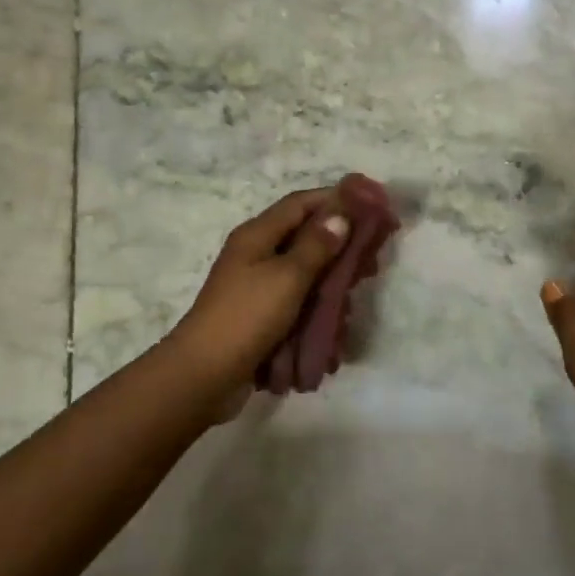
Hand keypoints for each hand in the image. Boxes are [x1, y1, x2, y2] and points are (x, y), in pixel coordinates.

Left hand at [161, 188, 350, 411]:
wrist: (203, 375)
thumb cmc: (246, 317)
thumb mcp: (287, 276)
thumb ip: (316, 245)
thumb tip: (340, 214)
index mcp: (257, 235)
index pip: (300, 203)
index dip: (335, 199)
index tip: (371, 206)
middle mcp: (256, 254)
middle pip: (304, 237)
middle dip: (339, 246)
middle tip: (371, 261)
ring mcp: (257, 287)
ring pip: (304, 273)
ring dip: (331, 282)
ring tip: (356, 296)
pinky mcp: (260, 316)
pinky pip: (296, 302)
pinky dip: (317, 308)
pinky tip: (337, 324)